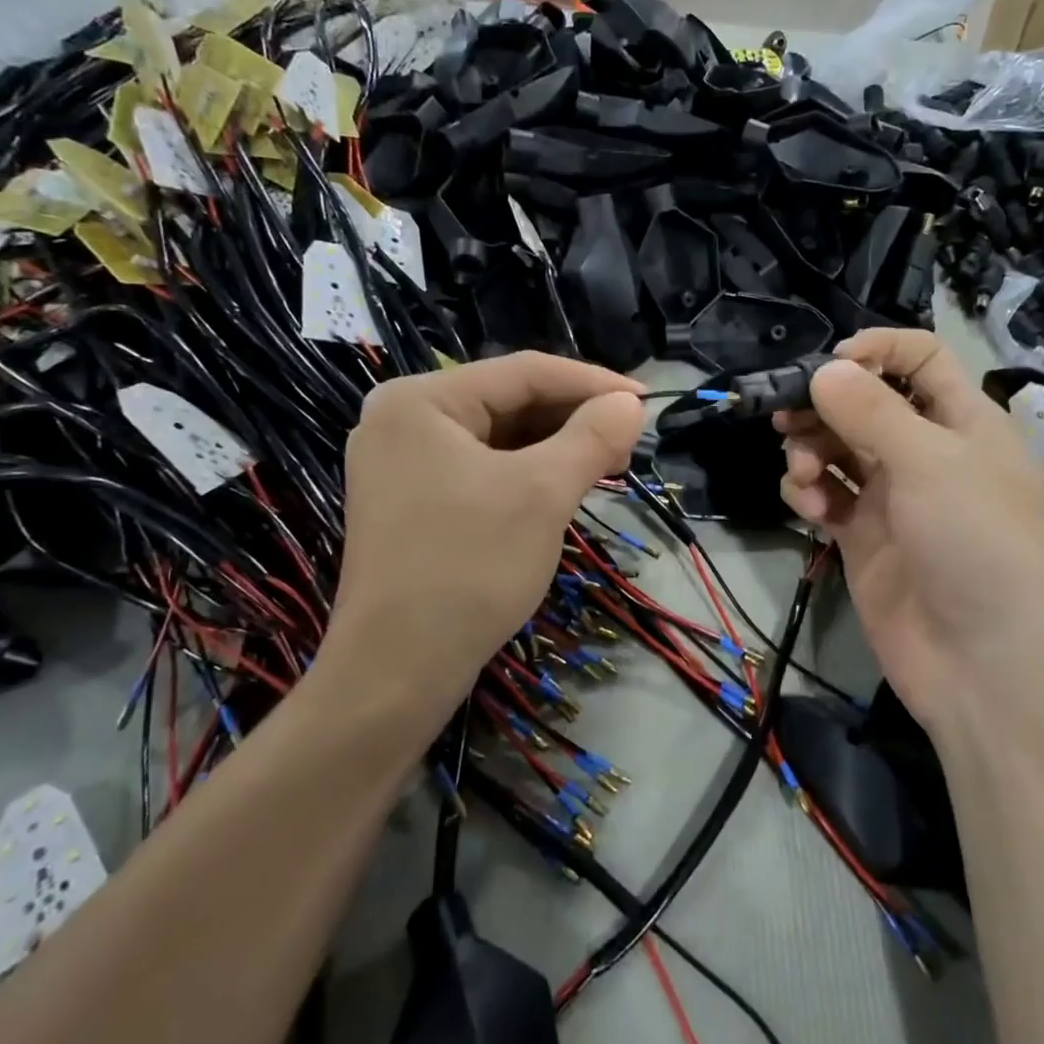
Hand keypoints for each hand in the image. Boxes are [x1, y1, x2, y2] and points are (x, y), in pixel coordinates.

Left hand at [323, 353, 644, 729]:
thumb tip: (631, 404)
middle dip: (573, 417)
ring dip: (555, 446)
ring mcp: (403, 462)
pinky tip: (565, 483)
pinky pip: (482, 467)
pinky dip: (527, 472)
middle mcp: (403, 419)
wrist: (397, 671)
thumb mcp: (542, 494)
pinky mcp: (412, 499)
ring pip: (498, 436)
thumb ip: (592, 437)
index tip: (645, 401)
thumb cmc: (469, 568)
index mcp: (420, 400)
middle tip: (630, 437)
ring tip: (608, 460)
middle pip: (508, 401)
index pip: (523, 372)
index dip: (592, 382)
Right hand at [775, 331, 1043, 736]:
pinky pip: (826, 494)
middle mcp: (927, 452)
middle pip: (866, 403)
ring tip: (804, 472)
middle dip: (825, 406)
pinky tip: (808, 505)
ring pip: (838, 448)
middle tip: (787, 418)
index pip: (921, 359)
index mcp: (963, 422)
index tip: (830, 363)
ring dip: (811, 449)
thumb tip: (824, 369)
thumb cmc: (974, 543)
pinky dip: (809, 491)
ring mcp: (893, 497)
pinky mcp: (863, 537)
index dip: (878, 349)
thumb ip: (871, 411)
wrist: (983, 665)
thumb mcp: (929, 463)